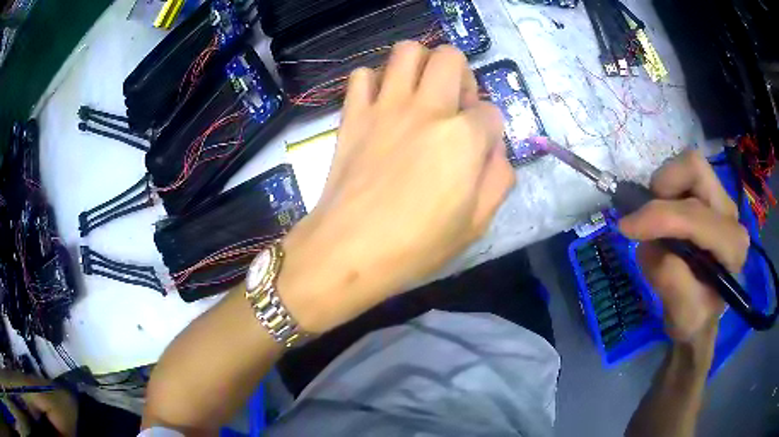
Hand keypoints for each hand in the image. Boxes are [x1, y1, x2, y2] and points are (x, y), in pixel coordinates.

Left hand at [278, 42, 512, 332]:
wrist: (349, 250)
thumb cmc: (416, 245)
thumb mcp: (477, 224)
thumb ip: (498, 178)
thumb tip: (494, 149)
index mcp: (463, 137)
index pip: (491, 111)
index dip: (489, 130)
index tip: (478, 149)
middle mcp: (427, 109)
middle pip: (450, 57)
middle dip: (460, 74)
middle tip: (454, 104)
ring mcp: (385, 107)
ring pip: (406, 51)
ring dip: (420, 64)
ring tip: (421, 92)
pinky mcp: (353, 114)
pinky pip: (362, 75)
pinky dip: (375, 81)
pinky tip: (381, 104)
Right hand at [619, 151, 749, 350]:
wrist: (703, 315)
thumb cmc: (695, 319)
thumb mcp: (682, 316)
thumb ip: (670, 280)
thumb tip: (648, 244)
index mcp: (732, 247)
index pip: (695, 216)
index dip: (658, 218)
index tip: (626, 228)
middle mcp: (731, 215)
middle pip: (696, 169)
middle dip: (664, 187)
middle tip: (646, 217)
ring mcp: (722, 201)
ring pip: (689, 166)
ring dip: (665, 188)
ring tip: (657, 222)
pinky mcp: (711, 196)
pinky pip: (685, 175)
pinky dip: (667, 190)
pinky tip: (666, 220)